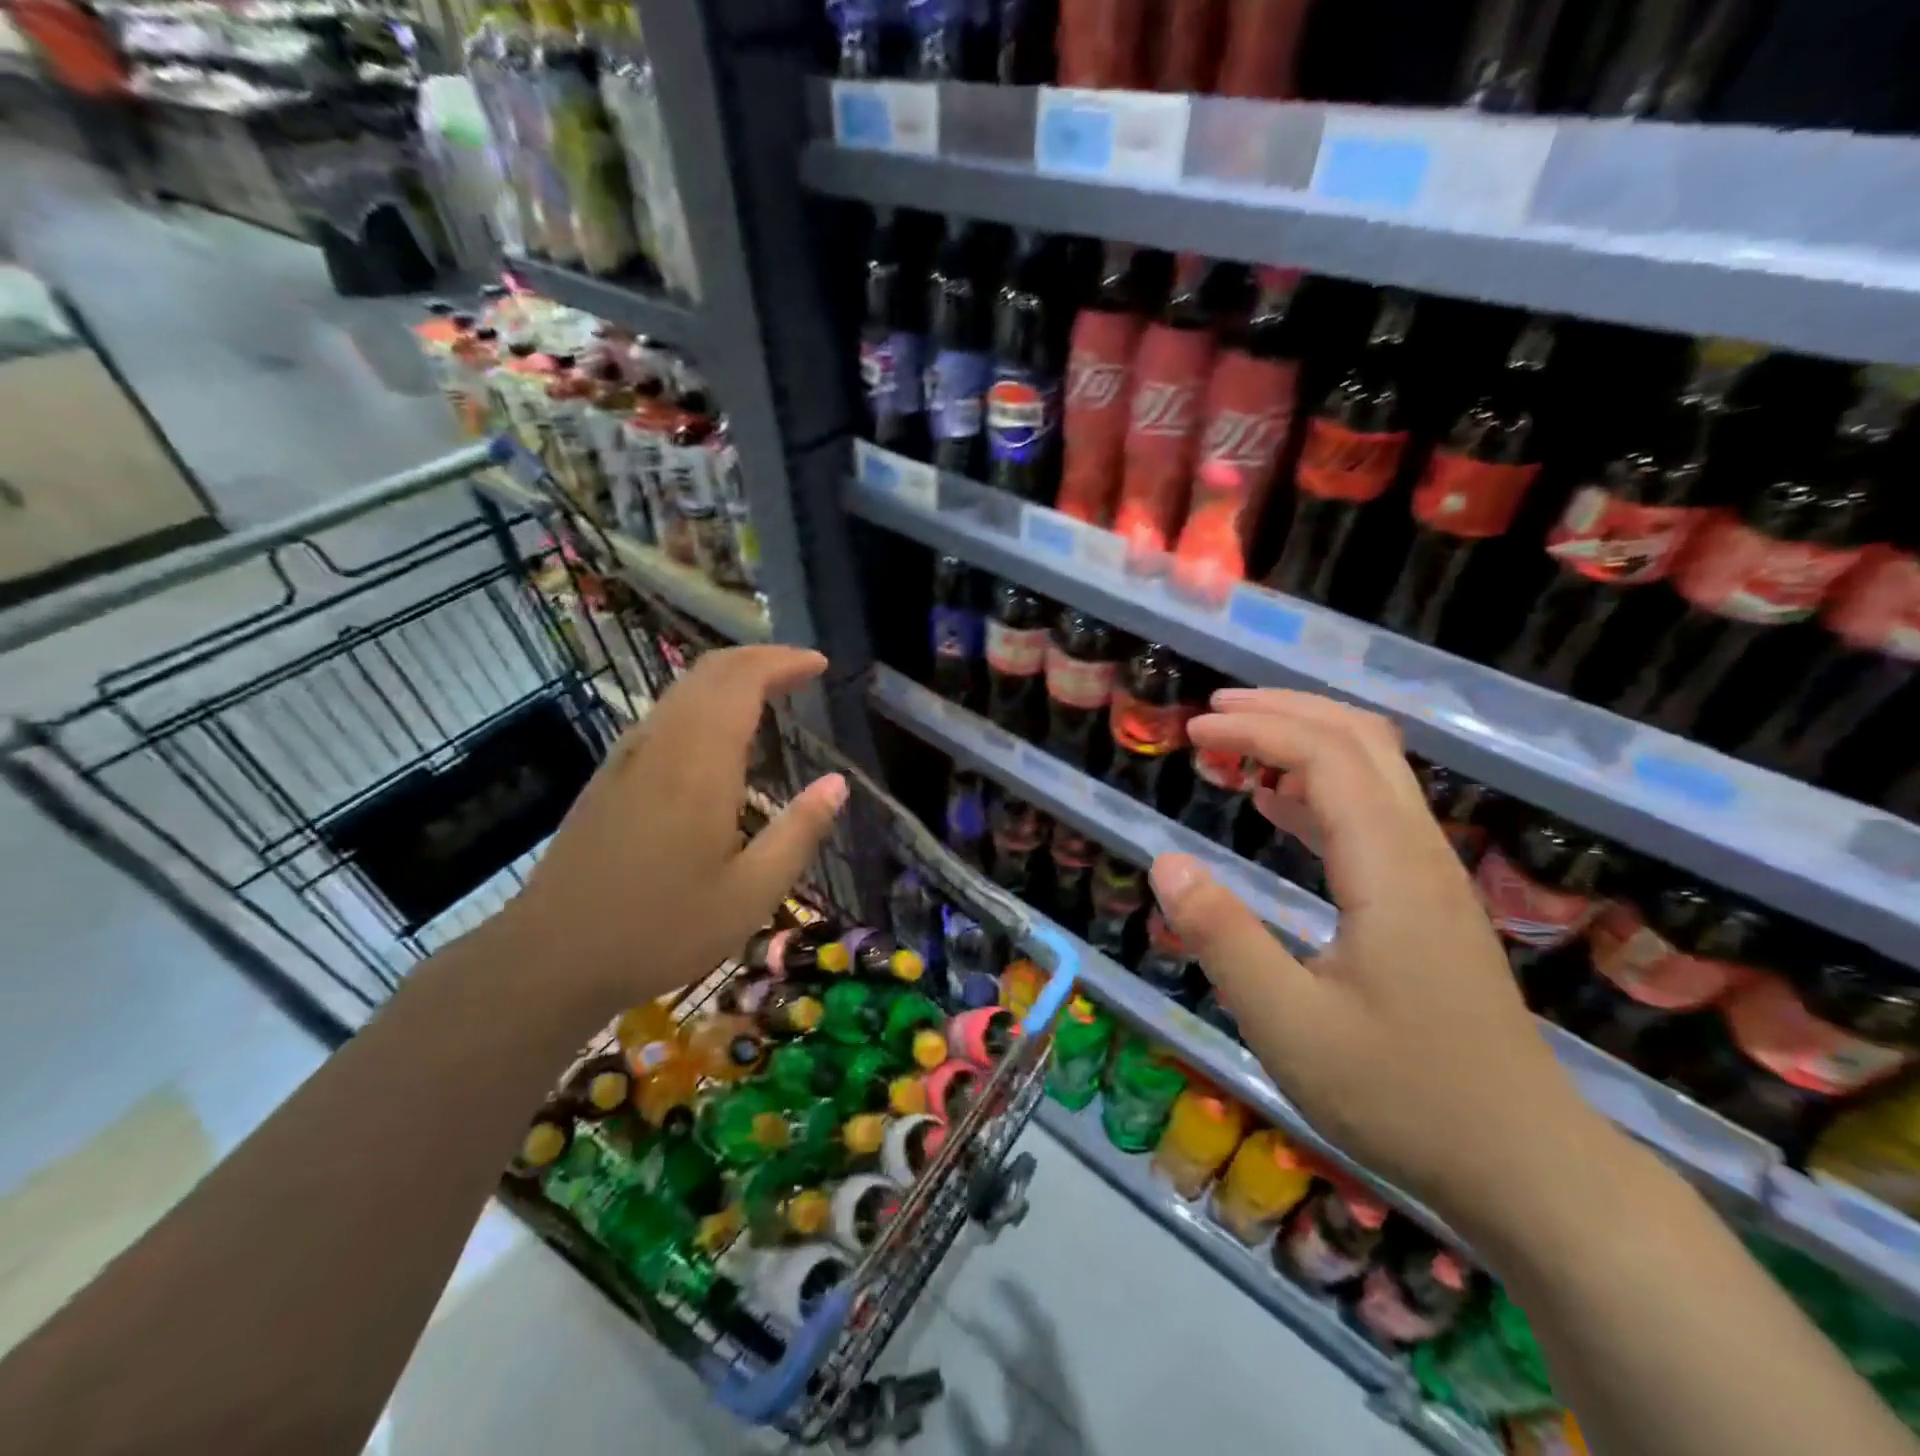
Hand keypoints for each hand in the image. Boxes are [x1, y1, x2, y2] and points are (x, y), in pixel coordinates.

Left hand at [495, 646, 846, 1014]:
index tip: (819, 665)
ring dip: (729, 677)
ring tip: (768, 692)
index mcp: (700, 766)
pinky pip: (664, 714)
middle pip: (710, 672)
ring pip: (682, 689)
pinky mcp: (609, 776)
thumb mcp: (750, 894)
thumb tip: (837, 783)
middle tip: (801, 670)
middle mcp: (662, 745)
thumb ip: (798, 832)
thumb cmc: (661, 929)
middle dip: (760, 658)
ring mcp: (628, 757)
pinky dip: (701, 701)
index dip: (783, 662)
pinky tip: (716, 736)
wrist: (551, 956)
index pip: (742, 682)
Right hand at [1148, 690, 1603, 1234]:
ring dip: (1303, 740)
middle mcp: (1418, 853)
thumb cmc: (1402, 1097)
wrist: (1526, 1166)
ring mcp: (1430, 875)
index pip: (1325, 756)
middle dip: (1283, 711)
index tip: (1192, 732)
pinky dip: (1318, 786)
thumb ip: (1222, 938)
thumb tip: (1165, 861)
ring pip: (1374, 770)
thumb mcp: (1289, 1027)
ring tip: (1234, 744)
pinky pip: (1373, 812)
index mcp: (1389, 869)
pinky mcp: (1428, 901)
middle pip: (1360, 740)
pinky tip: (1276, 804)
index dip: (1255, 729)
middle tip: (1212, 715)